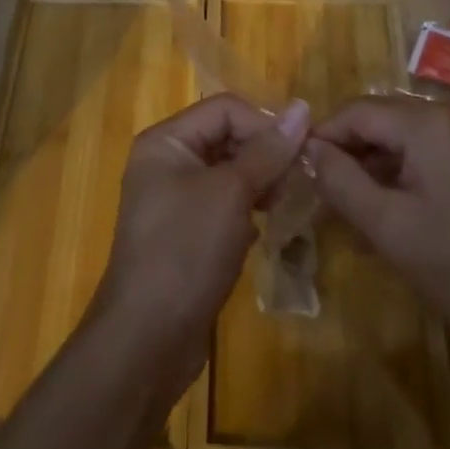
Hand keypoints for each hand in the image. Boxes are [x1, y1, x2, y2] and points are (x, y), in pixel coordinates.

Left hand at [88, 93, 311, 403]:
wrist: (146, 341)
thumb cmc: (185, 251)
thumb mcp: (230, 193)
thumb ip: (267, 151)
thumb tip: (302, 107)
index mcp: (166, 141)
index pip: (224, 108)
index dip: (264, 123)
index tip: (301, 151)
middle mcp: (166, 162)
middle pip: (226, 137)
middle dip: (265, 154)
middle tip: (301, 178)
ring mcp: (174, 200)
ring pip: (228, 173)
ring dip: (261, 182)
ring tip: (290, 202)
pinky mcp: (186, 234)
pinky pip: (224, 205)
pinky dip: (248, 209)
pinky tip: (267, 228)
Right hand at [309, 96, 449, 358]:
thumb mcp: (389, 227)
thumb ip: (341, 182)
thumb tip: (308, 149)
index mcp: (425, 121)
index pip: (354, 112)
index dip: (322, 138)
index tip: (298, 172)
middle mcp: (446, 112)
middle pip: (376, 119)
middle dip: (346, 153)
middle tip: (322, 195)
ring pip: (397, 135)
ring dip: (370, 165)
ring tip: (350, 207)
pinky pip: (422, 149)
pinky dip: (398, 171)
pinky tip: (387, 209)